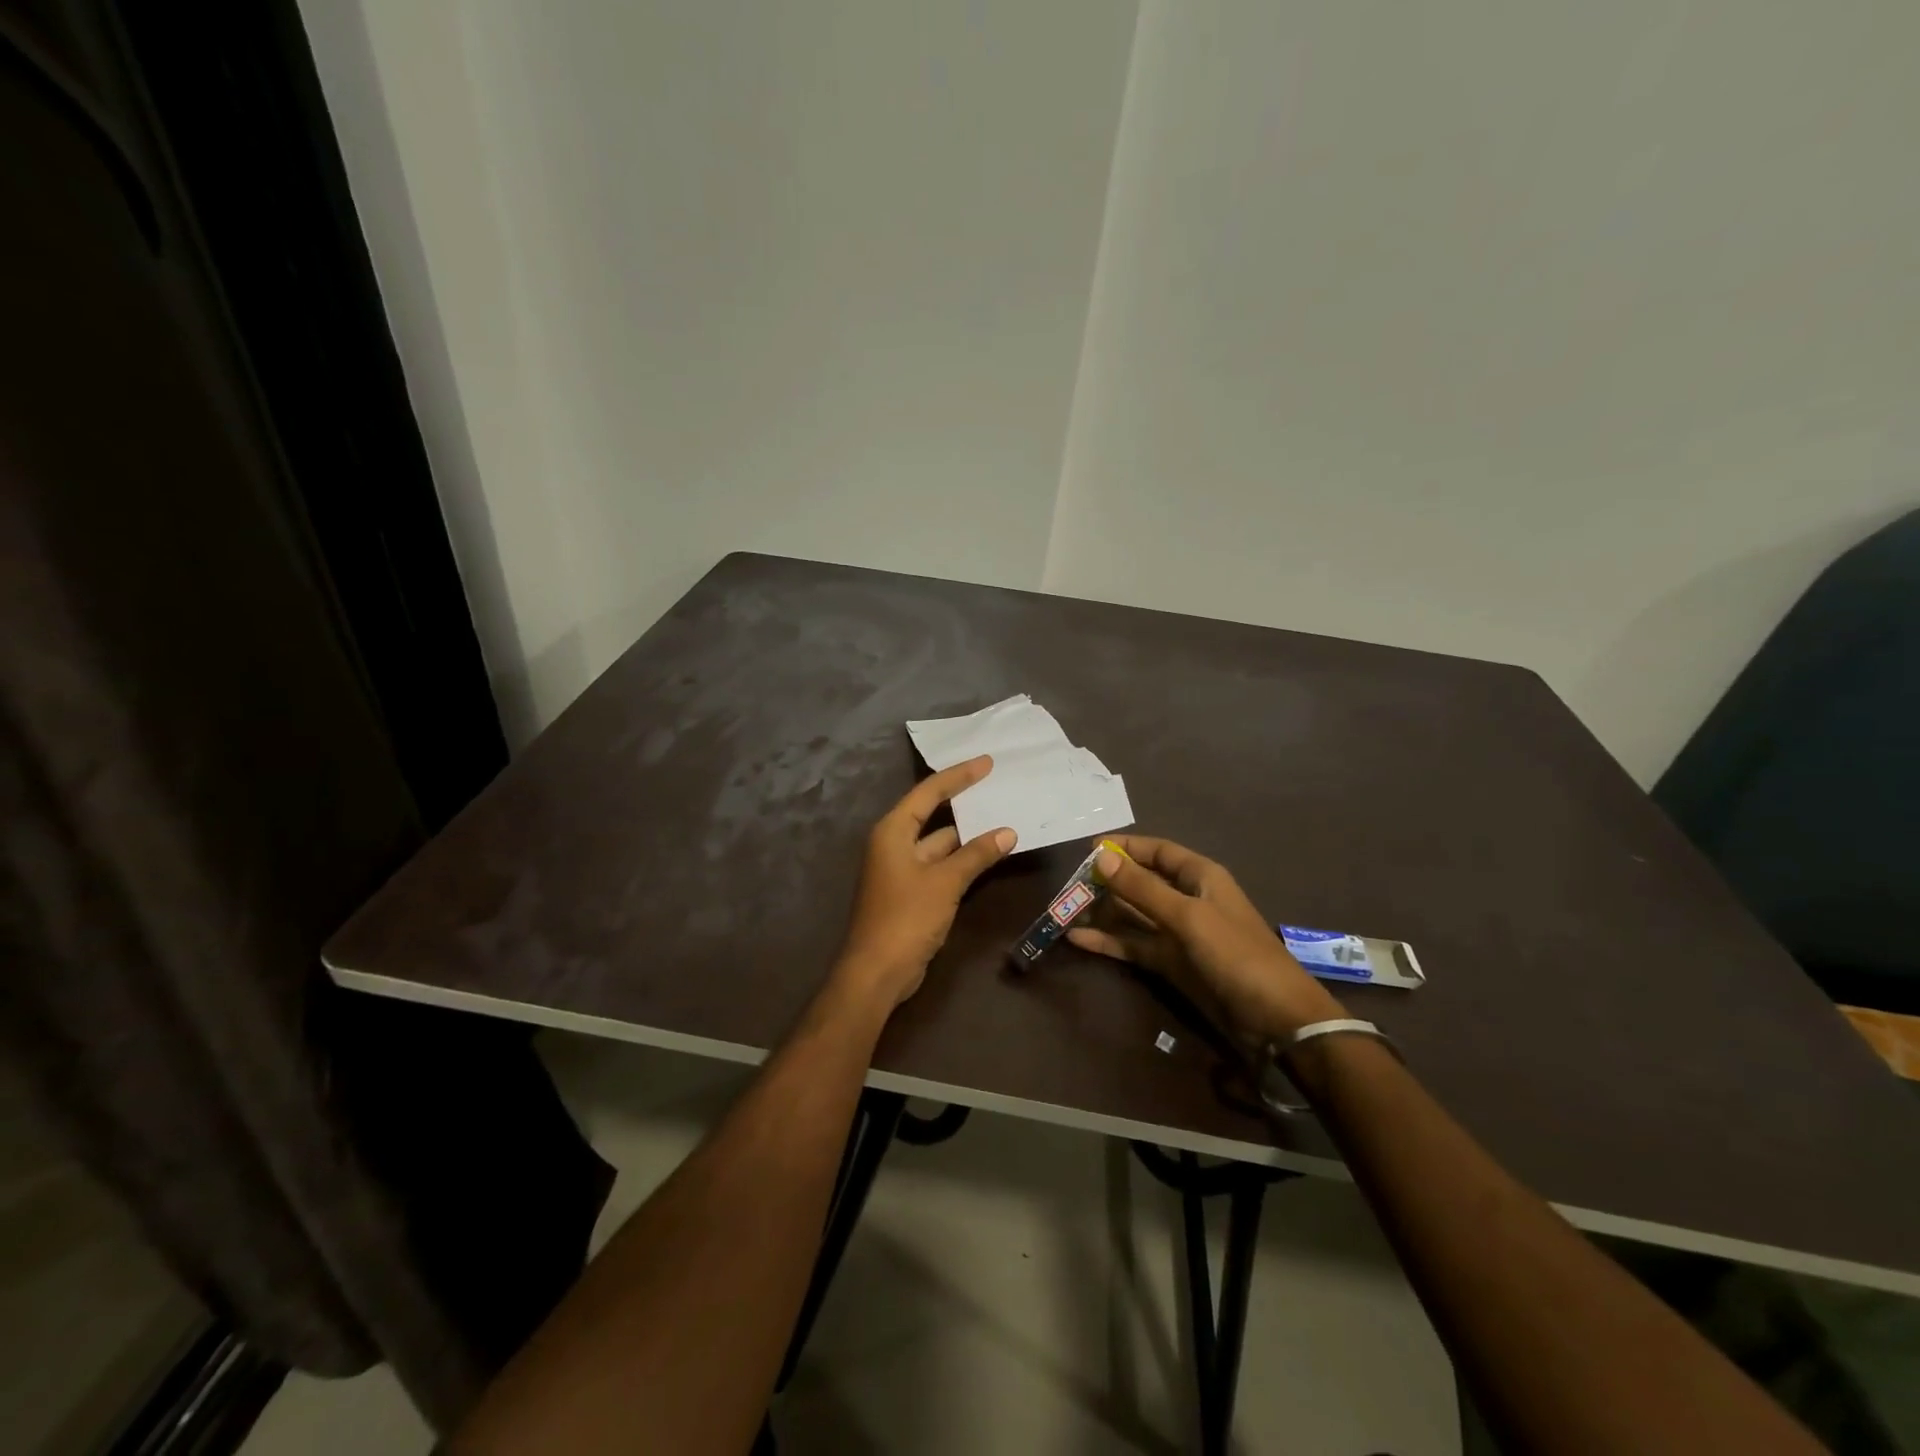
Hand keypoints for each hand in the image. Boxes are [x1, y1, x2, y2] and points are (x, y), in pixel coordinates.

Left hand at [834, 756, 1016, 1007]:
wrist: (877, 972)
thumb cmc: (906, 918)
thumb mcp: (945, 882)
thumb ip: (976, 855)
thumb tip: (1008, 832)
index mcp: (893, 831)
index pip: (929, 792)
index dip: (958, 776)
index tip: (987, 762)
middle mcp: (894, 844)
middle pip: (932, 813)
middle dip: (963, 801)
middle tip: (996, 784)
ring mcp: (902, 869)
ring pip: (939, 842)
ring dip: (967, 834)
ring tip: (1002, 816)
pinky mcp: (911, 892)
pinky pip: (940, 864)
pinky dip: (963, 858)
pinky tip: (988, 854)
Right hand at [1067, 835, 1346, 1044]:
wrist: (1276, 1019)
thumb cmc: (1236, 955)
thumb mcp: (1188, 916)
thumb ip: (1143, 888)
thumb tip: (1101, 857)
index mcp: (1200, 877)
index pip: (1158, 851)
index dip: (1126, 848)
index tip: (1088, 849)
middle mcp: (1187, 900)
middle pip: (1141, 883)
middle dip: (1108, 882)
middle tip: (1069, 886)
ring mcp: (1178, 934)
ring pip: (1134, 916)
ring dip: (1103, 913)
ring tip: (1065, 911)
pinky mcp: (1171, 964)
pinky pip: (1135, 946)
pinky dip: (1109, 942)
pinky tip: (1078, 940)